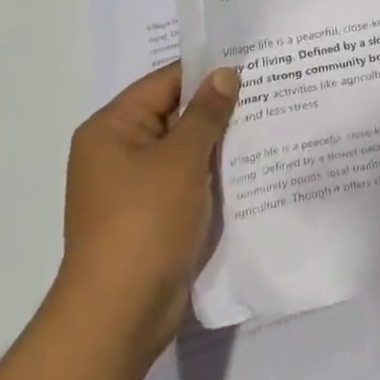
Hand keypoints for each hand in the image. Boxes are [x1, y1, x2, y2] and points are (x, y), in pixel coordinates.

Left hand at [55, 61, 238, 350]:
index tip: (252, 63)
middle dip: (218, 107)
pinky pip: (185, 179)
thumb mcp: (181, 159)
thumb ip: (206, 113)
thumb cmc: (145, 223)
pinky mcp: (149, 215)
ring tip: (267, 122)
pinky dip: (211, 172)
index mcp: (112, 128)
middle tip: (268, 89)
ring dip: (218, 141)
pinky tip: (249, 166)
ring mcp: (132, 186)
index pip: (166, 82)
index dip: (208, 71)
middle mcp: (116, 151)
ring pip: (183, 148)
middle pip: (174, 113)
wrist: (119, 316)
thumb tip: (226, 73)